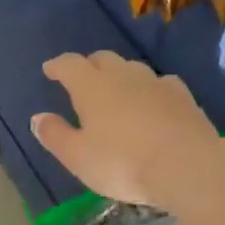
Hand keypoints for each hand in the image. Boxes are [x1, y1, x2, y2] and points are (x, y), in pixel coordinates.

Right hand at [31, 52, 217, 210]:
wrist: (187, 166)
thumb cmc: (122, 163)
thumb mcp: (77, 157)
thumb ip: (55, 135)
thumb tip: (38, 118)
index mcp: (91, 86)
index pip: (69, 65)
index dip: (57, 66)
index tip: (49, 69)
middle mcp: (123, 75)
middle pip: (103, 59)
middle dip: (89, 66)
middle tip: (82, 79)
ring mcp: (156, 82)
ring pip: (132, 69)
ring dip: (120, 76)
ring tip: (116, 92)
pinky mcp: (183, 96)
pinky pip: (160, 84)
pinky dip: (149, 90)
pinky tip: (152, 102)